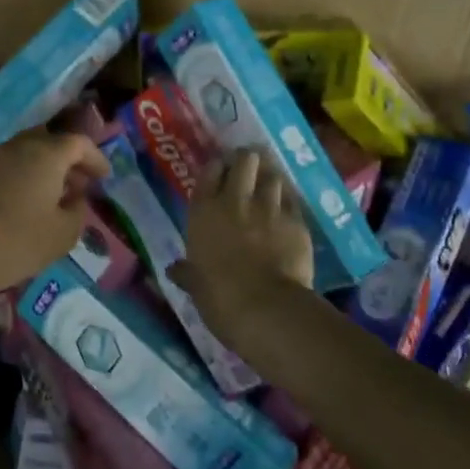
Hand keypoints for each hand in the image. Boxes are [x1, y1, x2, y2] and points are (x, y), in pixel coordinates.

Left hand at [0, 130, 109, 305]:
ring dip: (41, 169)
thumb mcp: (63, 235)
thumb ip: (78, 211)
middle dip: (67, 160)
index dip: (95, 157)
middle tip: (78, 184)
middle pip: (48, 142)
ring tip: (50, 197)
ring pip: (23, 154)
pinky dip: (19, 179)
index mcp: (45, 155)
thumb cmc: (17, 243)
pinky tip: (20, 205)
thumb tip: (74, 198)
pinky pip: (3, 169)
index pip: (78, 143)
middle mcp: (16, 148)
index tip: (104, 176)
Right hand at [171, 149, 314, 321]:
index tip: (220, 169)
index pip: (209, 172)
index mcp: (204, 213)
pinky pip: (292, 200)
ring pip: (273, 176)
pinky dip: (288, 201)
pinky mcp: (296, 221)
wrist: (266, 308)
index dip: (216, 167)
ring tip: (269, 184)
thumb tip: (173, 270)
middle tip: (248, 168)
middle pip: (245, 161)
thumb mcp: (196, 286)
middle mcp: (235, 201)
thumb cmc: (219, 297)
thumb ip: (187, 273)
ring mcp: (269, 208)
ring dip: (270, 177)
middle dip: (247, 161)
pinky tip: (287, 208)